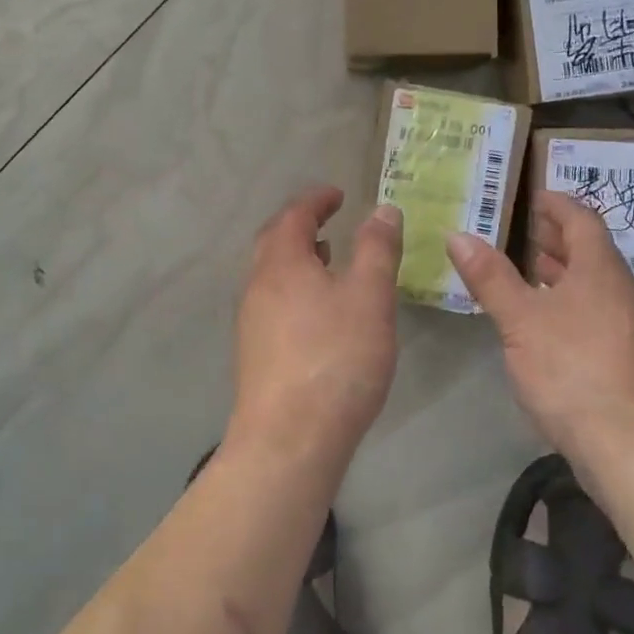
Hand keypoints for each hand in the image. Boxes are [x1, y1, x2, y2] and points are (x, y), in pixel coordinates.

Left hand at [228, 187, 402, 475]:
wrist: (289, 439)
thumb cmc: (335, 358)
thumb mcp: (369, 296)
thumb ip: (377, 249)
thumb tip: (382, 209)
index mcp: (282, 263)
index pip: (294, 215)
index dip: (316, 199)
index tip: (338, 194)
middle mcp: (257, 285)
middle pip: (274, 241)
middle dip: (300, 225)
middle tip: (329, 221)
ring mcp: (251, 321)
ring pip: (271, 274)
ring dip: (296, 258)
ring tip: (327, 261)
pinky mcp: (254, 353)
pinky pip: (273, 302)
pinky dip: (294, 288)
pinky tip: (318, 312)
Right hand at [448, 190, 633, 475]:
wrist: (632, 446)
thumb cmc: (572, 369)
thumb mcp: (520, 320)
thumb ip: (490, 277)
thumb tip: (458, 235)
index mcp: (601, 271)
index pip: (583, 220)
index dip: (558, 204)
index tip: (535, 195)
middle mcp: (624, 292)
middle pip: (592, 252)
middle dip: (558, 239)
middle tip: (526, 230)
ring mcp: (633, 328)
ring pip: (596, 286)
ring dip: (565, 273)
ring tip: (531, 271)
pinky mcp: (632, 360)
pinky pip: (599, 313)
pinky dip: (572, 303)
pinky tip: (549, 324)